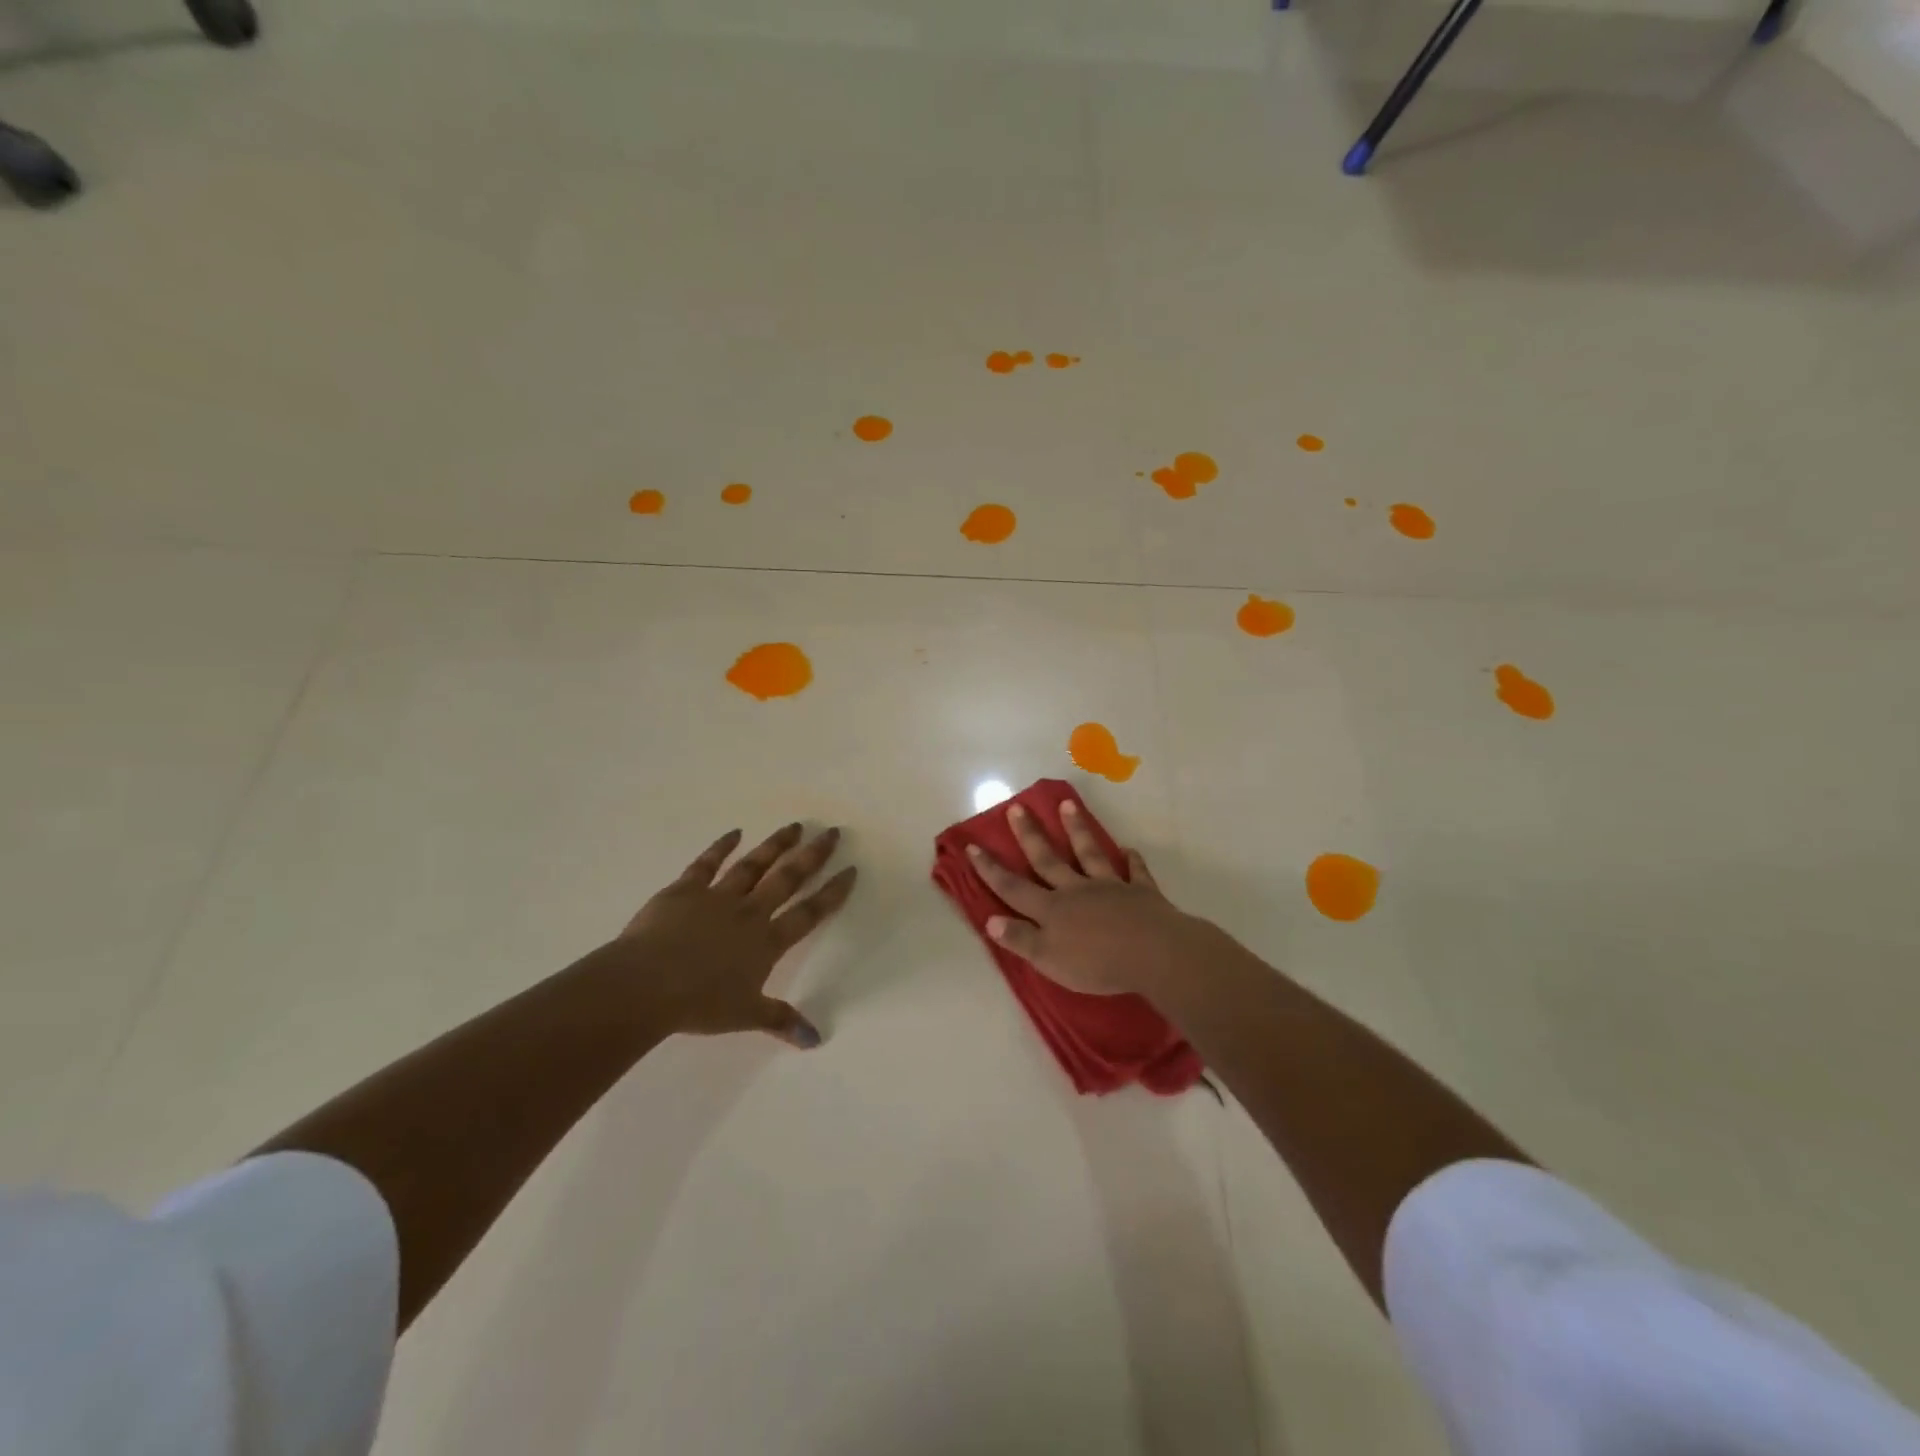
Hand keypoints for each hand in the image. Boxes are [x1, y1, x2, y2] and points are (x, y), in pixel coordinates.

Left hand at [605, 823, 856, 1047]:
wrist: (647, 984)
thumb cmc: (699, 1004)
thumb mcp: (745, 1016)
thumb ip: (781, 1021)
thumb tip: (816, 1041)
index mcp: (766, 942)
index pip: (809, 913)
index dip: (832, 892)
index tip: (850, 870)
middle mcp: (749, 913)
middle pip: (787, 879)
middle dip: (812, 855)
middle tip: (832, 832)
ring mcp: (717, 897)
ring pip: (753, 865)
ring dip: (775, 845)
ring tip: (795, 826)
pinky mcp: (685, 889)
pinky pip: (706, 863)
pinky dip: (721, 847)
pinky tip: (734, 833)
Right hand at [965, 801, 1208, 997]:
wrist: (1152, 953)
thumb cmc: (1096, 963)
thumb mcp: (1048, 959)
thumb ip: (1020, 938)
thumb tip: (990, 919)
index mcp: (1051, 909)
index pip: (1013, 888)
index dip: (991, 869)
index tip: (973, 846)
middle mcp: (1076, 890)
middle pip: (1048, 859)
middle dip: (1030, 834)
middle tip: (1017, 807)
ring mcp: (1109, 887)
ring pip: (1089, 853)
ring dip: (1078, 830)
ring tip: (1068, 805)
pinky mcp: (1140, 892)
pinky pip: (1135, 872)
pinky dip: (1132, 861)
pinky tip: (1129, 850)